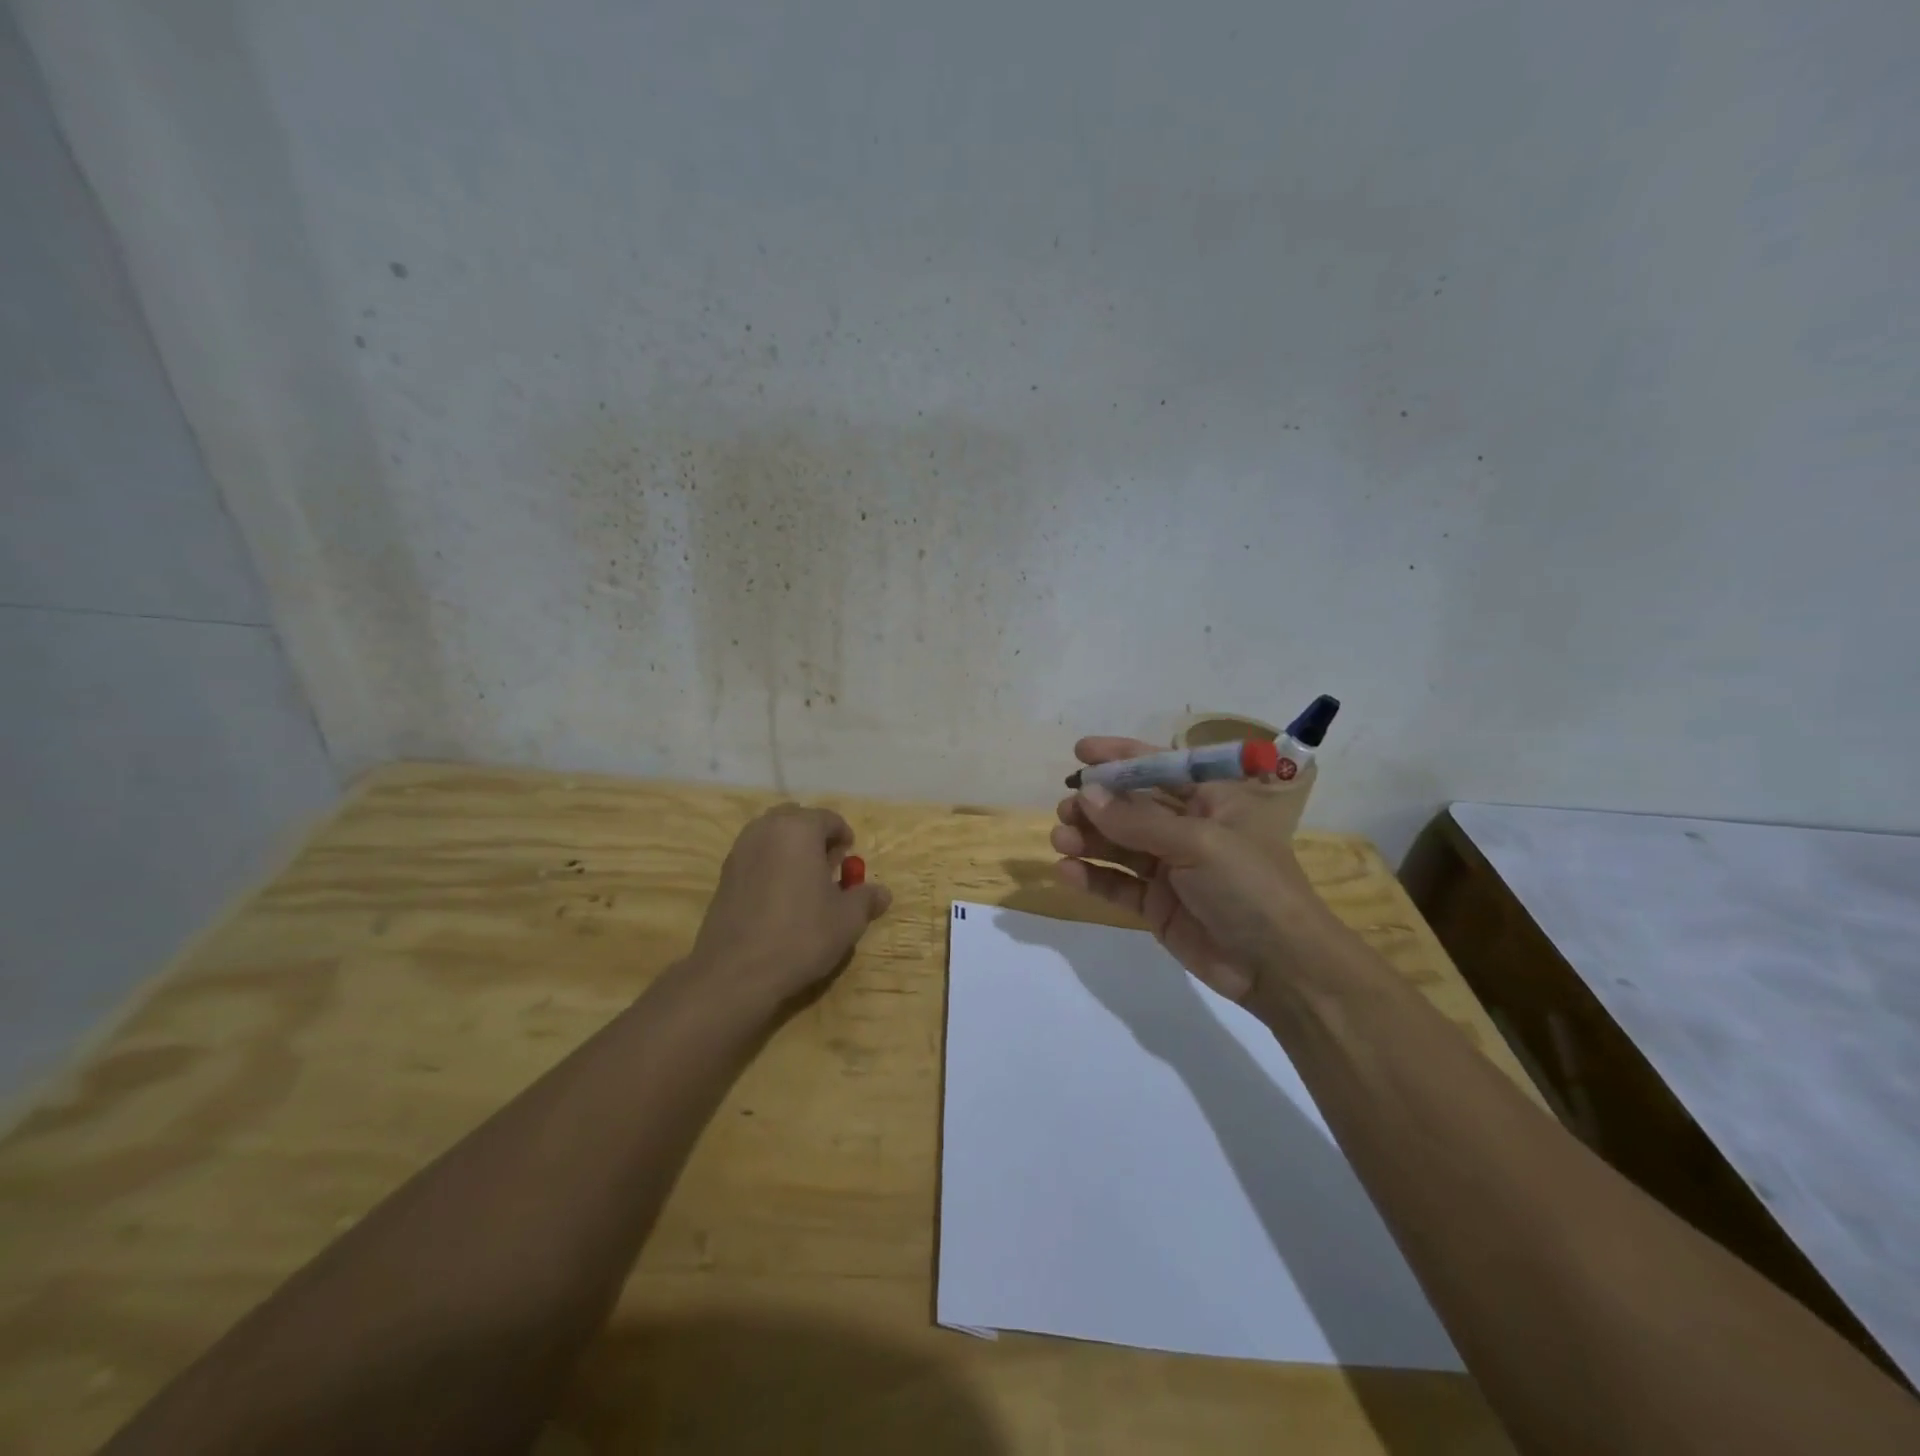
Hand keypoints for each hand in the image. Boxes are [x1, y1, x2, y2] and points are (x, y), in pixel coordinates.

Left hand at [689, 804, 891, 1009]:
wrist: (735, 972)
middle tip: (828, 868)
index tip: (850, 863)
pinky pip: (755, 857)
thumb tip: (882, 893)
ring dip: (791, 850)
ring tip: (804, 884)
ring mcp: (740, 850)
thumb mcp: (847, 919)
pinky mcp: (724, 875)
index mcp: (799, 829)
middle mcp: (766, 829)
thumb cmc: (800, 935)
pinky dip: (770, 866)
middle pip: (797, 820)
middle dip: (815, 838)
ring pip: (772, 836)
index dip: (844, 838)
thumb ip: (866, 898)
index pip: (829, 819)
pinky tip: (779, 899)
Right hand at [1050, 737, 1339, 1007]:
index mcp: (1212, 801)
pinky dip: (1094, 876)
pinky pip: (1119, 884)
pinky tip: (1067, 871)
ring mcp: (1172, 869)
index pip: (1161, 767)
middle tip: (1065, 809)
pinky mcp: (1158, 906)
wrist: (1280, 967)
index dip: (1121, 757)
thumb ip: (1138, 820)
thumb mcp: (1198, 843)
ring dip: (1089, 839)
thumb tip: (1087, 794)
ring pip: (1120, 845)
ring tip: (1060, 839)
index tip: (1081, 752)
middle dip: (1097, 804)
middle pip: (1133, 807)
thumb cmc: (1249, 887)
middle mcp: (1189, 829)